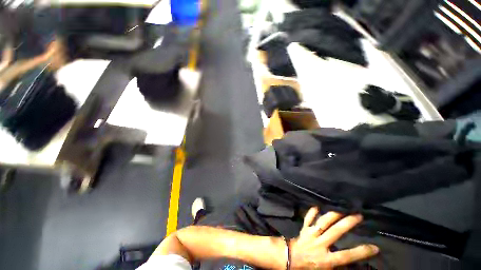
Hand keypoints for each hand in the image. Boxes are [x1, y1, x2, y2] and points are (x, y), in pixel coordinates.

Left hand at [289, 208, 378, 268]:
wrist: (290, 259)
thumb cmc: (310, 267)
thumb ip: (339, 266)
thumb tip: (353, 264)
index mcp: (327, 259)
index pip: (347, 255)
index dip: (361, 252)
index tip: (375, 247)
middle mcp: (320, 244)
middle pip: (335, 232)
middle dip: (347, 223)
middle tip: (358, 215)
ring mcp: (311, 234)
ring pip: (323, 222)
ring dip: (332, 214)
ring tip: (341, 208)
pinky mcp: (304, 228)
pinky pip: (308, 218)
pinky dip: (312, 212)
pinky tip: (316, 206)